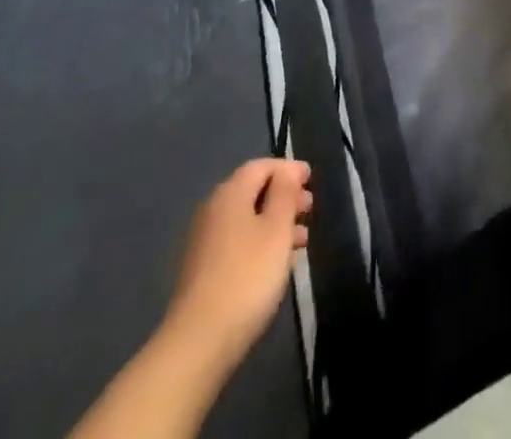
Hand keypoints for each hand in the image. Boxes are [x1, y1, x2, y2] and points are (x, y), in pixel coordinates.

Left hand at [165, 158, 313, 366]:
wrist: (198, 344)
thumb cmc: (247, 276)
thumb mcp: (277, 229)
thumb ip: (285, 193)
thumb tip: (287, 170)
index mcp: (230, 194)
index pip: (262, 166)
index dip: (289, 169)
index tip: (312, 180)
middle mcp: (213, 212)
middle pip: (253, 192)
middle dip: (284, 196)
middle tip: (310, 209)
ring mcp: (205, 244)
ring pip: (247, 220)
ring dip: (276, 223)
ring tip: (302, 240)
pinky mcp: (203, 273)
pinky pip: (238, 244)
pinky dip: (261, 244)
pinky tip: (277, 265)